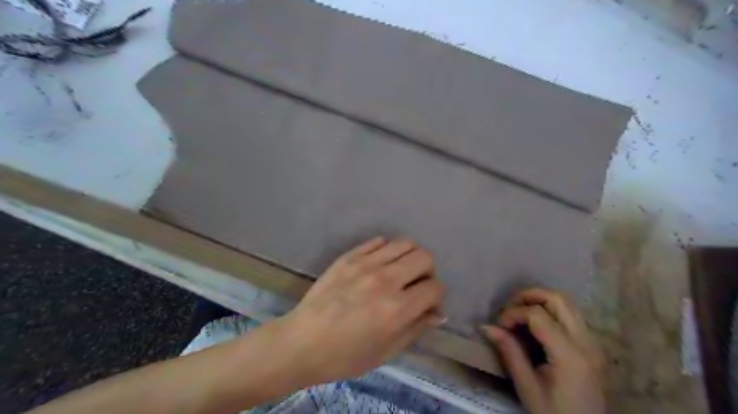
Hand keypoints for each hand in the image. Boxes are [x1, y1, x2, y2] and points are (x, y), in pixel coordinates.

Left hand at [277, 238, 442, 386]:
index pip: (434, 287)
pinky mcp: (349, 256)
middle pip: (424, 257)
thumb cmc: (345, 355)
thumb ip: (416, 328)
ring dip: (409, 257)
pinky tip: (379, 265)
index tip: (427, 303)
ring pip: (404, 243)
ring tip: (399, 272)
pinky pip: (378, 242)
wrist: (302, 342)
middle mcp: (385, 280)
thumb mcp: (386, 351)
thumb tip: (438, 313)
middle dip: (428, 271)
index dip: (436, 296)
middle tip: (416, 285)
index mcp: (397, 308)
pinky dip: (386, 251)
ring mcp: (365, 264)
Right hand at [485, 290, 604, 413]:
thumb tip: (485, 326)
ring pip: (567, 302)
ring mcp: (593, 342)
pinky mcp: (592, 344)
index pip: (538, 315)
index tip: (499, 326)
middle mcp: (586, 342)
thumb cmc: (553, 413)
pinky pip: (571, 314)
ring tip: (520, 313)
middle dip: (529, 295)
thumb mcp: (526, 386)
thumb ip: (509, 351)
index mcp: (570, 355)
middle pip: (558, 298)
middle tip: (509, 308)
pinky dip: (551, 309)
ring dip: (540, 300)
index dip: (514, 313)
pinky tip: (536, 324)